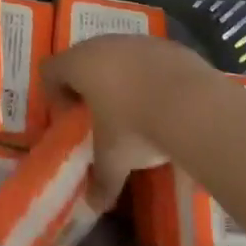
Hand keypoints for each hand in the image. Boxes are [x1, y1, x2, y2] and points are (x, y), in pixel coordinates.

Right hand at [45, 35, 217, 206]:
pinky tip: (165, 103)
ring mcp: (137, 40)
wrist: (195, 106)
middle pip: (83, 58)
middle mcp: (103, 44)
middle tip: (101, 117)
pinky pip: (148, 59)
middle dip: (88, 86)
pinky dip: (149, 76)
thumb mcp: (114, 160)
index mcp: (80, 63)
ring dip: (120, 78)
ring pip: (117, 56)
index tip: (72, 119)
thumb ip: (100, 180)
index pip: (50, 70)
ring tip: (136, 110)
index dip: (55, 94)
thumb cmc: (136, 127)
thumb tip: (93, 205)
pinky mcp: (167, 45)